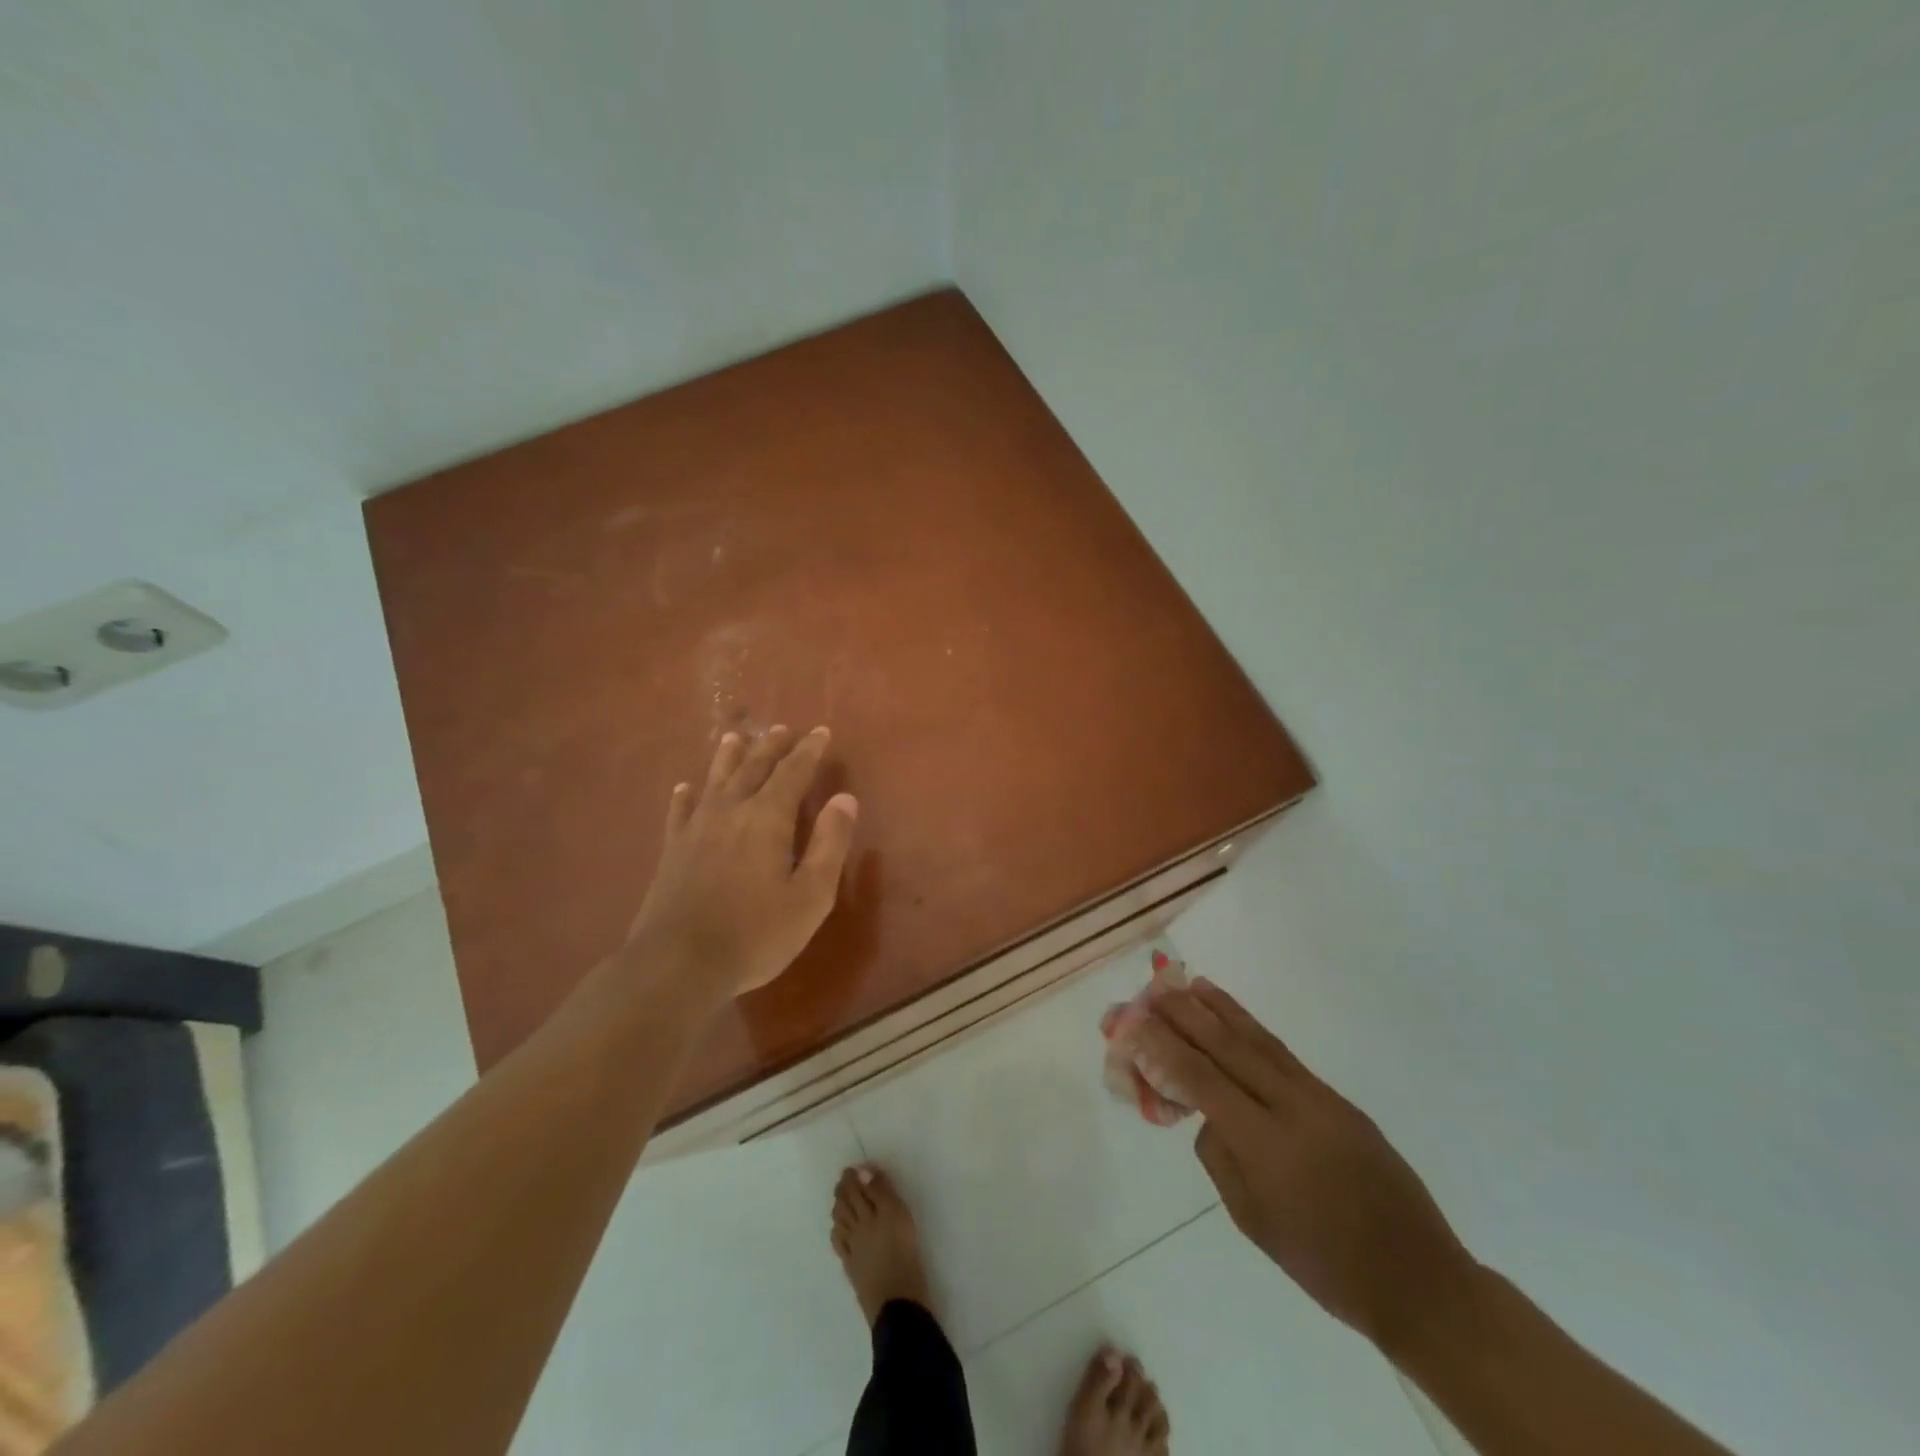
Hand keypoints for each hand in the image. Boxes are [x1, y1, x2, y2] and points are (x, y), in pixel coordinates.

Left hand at [624, 725, 857, 999]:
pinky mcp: (673, 850)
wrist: (678, 964)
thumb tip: (845, 798)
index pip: (793, 772)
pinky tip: (685, 788)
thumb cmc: (756, 933)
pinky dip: (685, 795)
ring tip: (736, 737)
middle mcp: (731, 811)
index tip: (821, 731)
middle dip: (771, 746)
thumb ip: (829, 843)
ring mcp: (696, 829)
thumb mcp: (811, 895)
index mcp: (767, 818)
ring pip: (715, 780)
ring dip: (729, 757)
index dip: (809, 750)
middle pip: (753, 767)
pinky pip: (680, 811)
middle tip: (782, 729)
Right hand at [1136, 979, 1476, 1351]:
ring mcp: (1317, 1097)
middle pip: (1225, 1046)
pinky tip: (1231, 1016)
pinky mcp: (1334, 1098)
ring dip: (1216, 1007)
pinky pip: (1280, 1053)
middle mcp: (1290, 1107)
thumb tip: (1207, 1112)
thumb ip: (1220, 1155)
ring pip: (1256, 1038)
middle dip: (1181, 1014)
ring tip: (1185, 982)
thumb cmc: (1323, 1263)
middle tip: (1147, 991)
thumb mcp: (1251, 1218)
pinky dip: (1249, 1027)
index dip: (1160, 1047)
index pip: (1199, 1079)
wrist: (1418, 1279)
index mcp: (1264, 1144)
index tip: (1131, 1023)